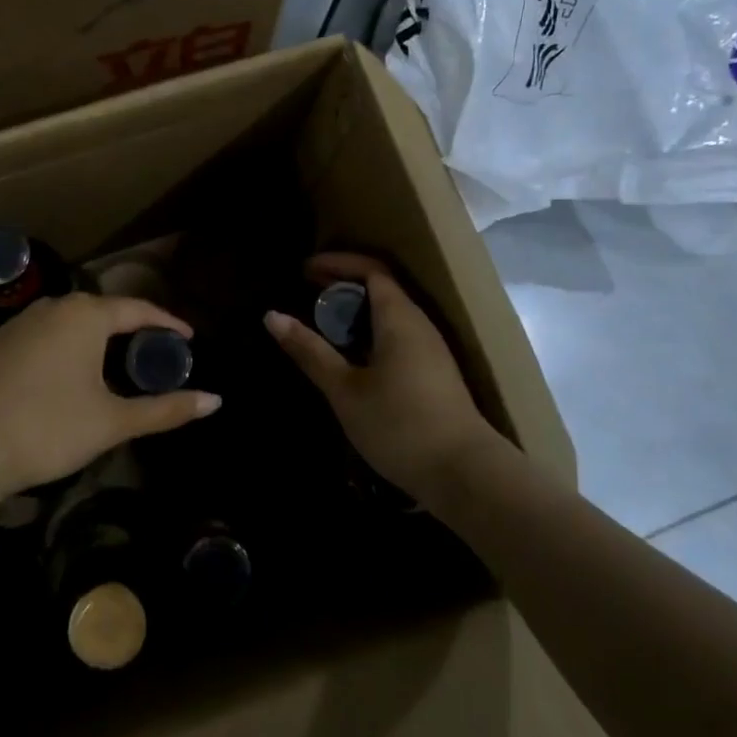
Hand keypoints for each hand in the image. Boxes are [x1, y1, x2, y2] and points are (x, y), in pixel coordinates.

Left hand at [0, 293, 220, 492]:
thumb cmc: (50, 427)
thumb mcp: (113, 421)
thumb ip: (166, 409)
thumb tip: (216, 401)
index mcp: (84, 315)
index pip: (137, 309)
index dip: (166, 323)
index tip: (187, 339)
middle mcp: (50, 307)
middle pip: (101, 311)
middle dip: (129, 328)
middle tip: (151, 352)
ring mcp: (16, 323)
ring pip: (67, 322)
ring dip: (93, 338)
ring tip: (112, 363)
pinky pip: (40, 337)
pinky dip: (61, 349)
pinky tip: (63, 376)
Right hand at [265, 253, 498, 501]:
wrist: (465, 474)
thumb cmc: (399, 425)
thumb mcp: (344, 390)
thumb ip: (309, 351)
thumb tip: (271, 316)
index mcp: (400, 318)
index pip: (371, 270)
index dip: (337, 263)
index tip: (304, 270)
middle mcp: (420, 324)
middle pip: (382, 287)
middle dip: (344, 284)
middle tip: (308, 292)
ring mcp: (432, 350)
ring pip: (391, 313)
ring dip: (357, 310)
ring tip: (324, 323)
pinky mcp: (435, 373)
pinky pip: (399, 335)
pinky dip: (370, 332)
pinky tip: (352, 357)